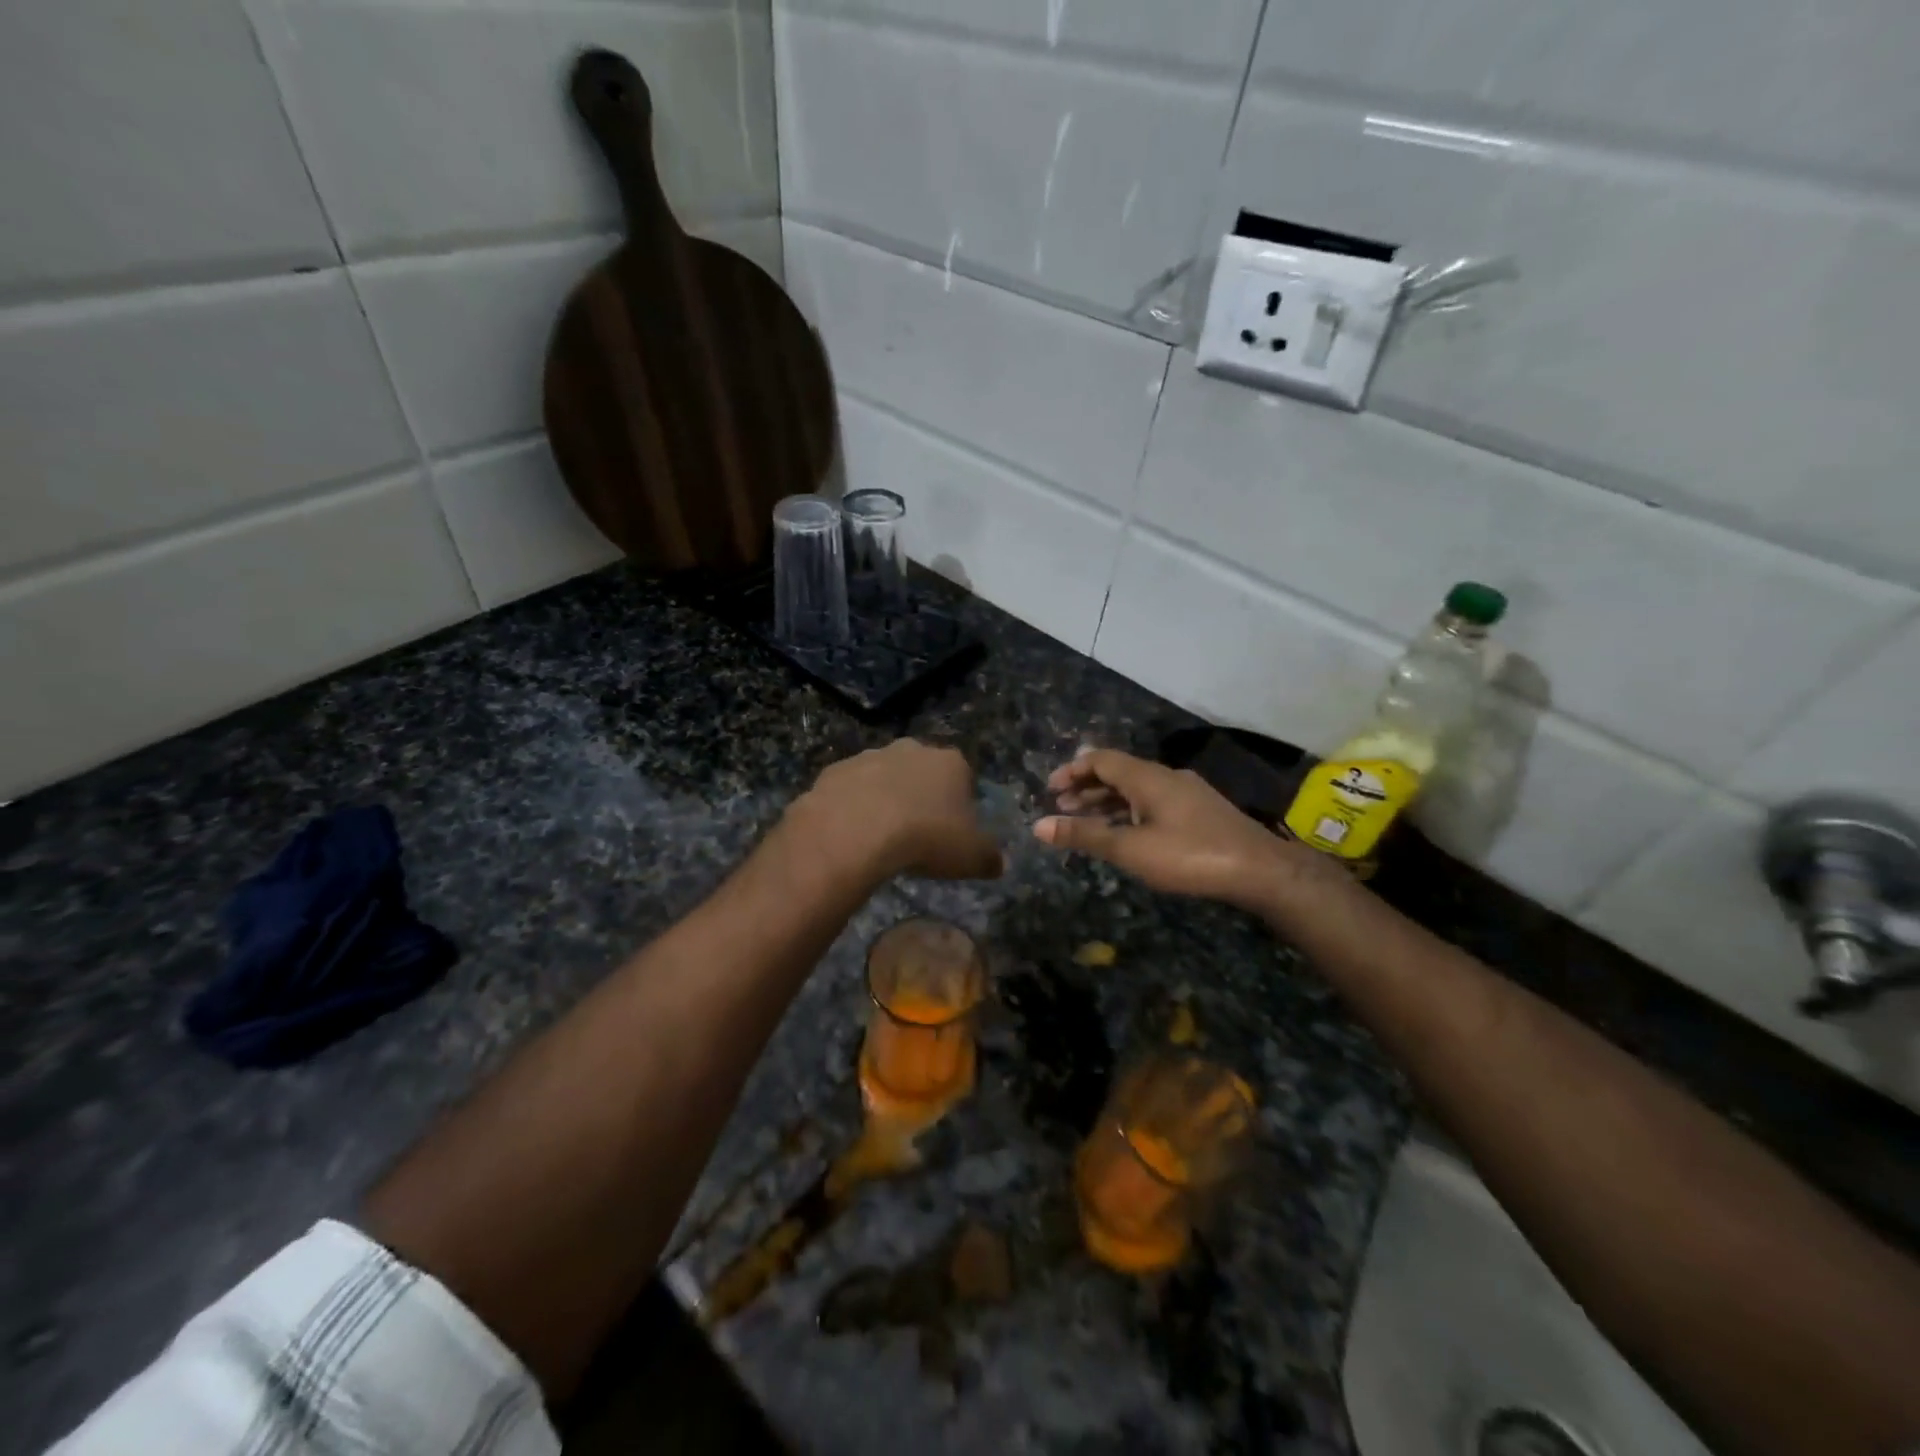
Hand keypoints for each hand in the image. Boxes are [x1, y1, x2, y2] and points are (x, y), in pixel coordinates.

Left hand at [790, 739, 1004, 882]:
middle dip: (921, 796)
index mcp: (951, 763)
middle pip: (922, 772)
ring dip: (885, 800)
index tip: (953, 831)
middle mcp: (912, 749)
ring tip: (882, 839)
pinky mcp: (834, 771)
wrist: (855, 831)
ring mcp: (870, 756)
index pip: (964, 777)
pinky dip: (853, 808)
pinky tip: (852, 835)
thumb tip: (997, 863)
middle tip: (918, 833)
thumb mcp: (972, 857)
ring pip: (884, 778)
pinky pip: (850, 791)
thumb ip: (990, 857)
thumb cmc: (926, 838)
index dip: (960, 804)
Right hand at [1033, 748, 1338, 912]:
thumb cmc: (1189, 856)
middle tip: (1061, 805)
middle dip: (1087, 786)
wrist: (1260, 870)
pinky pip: (1153, 800)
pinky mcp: (1199, 811)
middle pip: (1118, 771)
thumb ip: (1084, 836)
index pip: (1100, 759)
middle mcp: (1165, 776)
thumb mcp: (1130, 849)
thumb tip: (1038, 826)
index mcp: (1147, 777)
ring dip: (1108, 800)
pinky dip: (1130, 810)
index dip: (1072, 770)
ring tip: (1086, 818)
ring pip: (1137, 788)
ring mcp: (1186, 792)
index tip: (1050, 789)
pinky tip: (1127, 830)